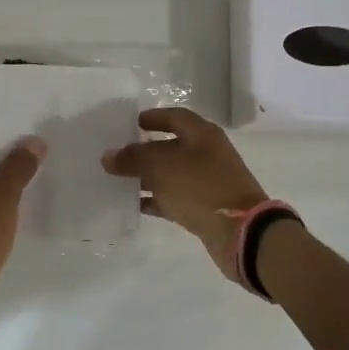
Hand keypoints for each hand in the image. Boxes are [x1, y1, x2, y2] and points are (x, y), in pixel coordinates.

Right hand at [102, 107, 268, 281]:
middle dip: (143, 150)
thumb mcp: (161, 167)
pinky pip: (174, 197)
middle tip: (115, 154)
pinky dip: (155, 199)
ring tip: (116, 180)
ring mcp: (207, 182)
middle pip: (170, 146)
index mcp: (202, 135)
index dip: (152, 118)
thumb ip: (132, 158)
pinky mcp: (205, 207)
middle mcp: (206, 154)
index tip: (129, 124)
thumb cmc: (201, 188)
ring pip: (170, 174)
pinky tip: (132, 204)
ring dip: (146, 176)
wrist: (240, 232)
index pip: (174, 117)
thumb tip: (108, 156)